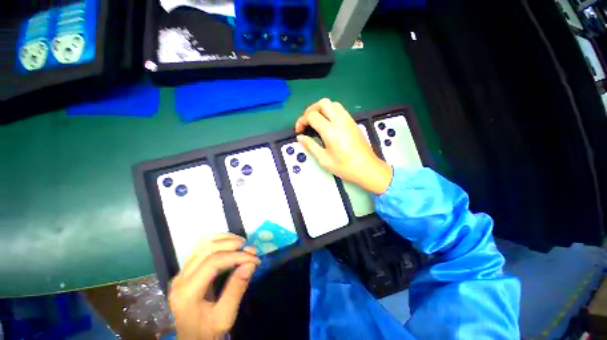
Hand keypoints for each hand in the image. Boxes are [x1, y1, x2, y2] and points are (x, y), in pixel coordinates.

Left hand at [169, 234, 259, 339]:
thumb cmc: (208, 332)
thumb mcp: (225, 317)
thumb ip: (236, 289)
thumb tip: (251, 263)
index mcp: (187, 292)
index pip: (213, 262)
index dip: (236, 256)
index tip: (254, 258)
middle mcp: (180, 278)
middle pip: (206, 248)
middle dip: (231, 243)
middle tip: (248, 247)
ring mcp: (180, 274)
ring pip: (202, 245)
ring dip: (224, 240)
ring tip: (241, 243)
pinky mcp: (184, 272)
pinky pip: (200, 249)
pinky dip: (217, 243)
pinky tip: (228, 245)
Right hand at [295, 98, 391, 194]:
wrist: (367, 168)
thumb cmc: (345, 167)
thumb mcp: (324, 159)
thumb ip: (310, 146)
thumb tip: (300, 137)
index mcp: (331, 131)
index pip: (312, 115)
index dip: (301, 121)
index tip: (299, 131)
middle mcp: (340, 121)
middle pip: (323, 103)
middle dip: (311, 110)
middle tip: (307, 122)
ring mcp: (348, 120)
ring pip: (332, 104)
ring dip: (321, 109)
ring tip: (316, 122)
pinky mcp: (353, 122)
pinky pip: (340, 110)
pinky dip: (330, 112)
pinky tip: (328, 124)